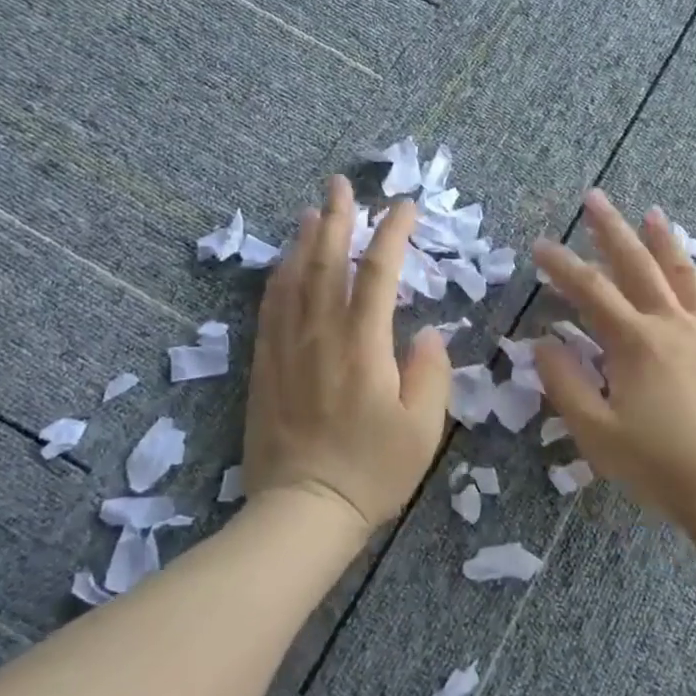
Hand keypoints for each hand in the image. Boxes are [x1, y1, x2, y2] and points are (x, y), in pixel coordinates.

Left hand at [243, 176, 451, 531]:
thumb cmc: (373, 471)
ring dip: (305, 241)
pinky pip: (269, 309)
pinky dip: (278, 278)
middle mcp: (320, 335)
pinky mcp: (265, 366)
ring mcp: (287, 349)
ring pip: (293, 279)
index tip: (406, 207)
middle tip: (341, 185)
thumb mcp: (423, 428)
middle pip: (326, 263)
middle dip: (338, 219)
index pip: (378, 274)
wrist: (303, 510)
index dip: (393, 235)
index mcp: (363, 346)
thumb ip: (430, 372)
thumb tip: (426, 333)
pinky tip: (283, 265)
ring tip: (313, 212)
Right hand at [532, 189, 695, 524]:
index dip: (562, 266)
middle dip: (611, 230)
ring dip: (661, 240)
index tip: (541, 245)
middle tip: (594, 198)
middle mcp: (671, 324)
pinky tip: (689, 270)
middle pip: (637, 265)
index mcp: (635, 342)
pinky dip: (693, 274)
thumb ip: (565, 383)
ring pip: (680, 272)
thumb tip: (543, 341)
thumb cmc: (659, 465)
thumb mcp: (597, 432)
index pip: (590, 291)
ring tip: (649, 213)